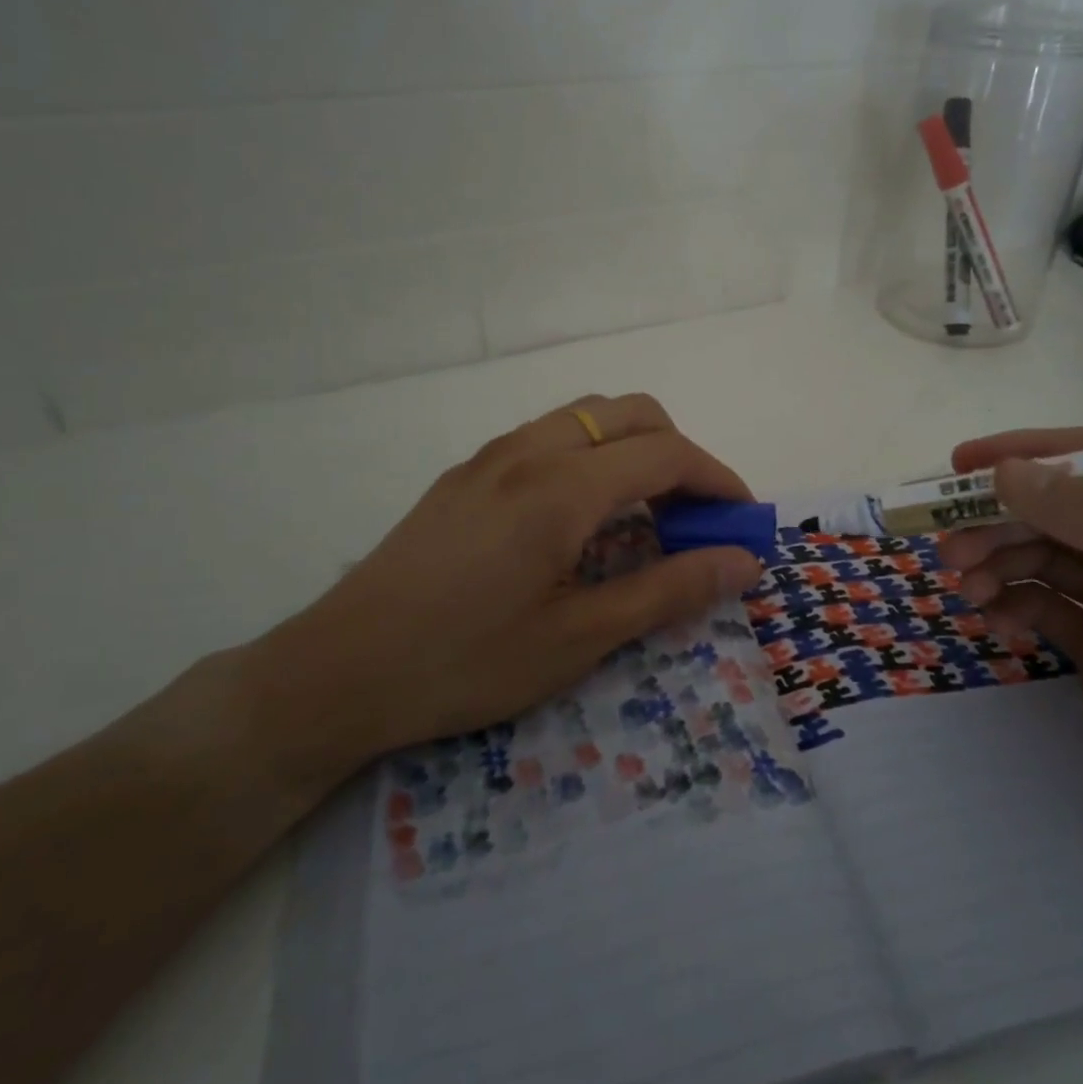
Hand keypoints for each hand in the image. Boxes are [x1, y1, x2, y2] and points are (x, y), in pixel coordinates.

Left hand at [241, 395, 763, 801]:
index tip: (743, 520)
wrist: (338, 671)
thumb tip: (742, 562)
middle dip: (679, 452)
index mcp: (561, 487)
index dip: (717, 479)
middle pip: (631, 413)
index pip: (665, 453)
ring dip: (632, 448)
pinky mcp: (466, 473)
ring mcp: (491, 456)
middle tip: (693, 516)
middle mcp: (529, 450)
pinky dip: (591, 455)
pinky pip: (549, 436)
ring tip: (642, 515)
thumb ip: (666, 591)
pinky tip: (580, 517)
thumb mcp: (578, 639)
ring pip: (587, 416)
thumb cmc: (465, 663)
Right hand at [941, 427, 1082, 915]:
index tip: (964, 465)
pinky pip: (1044, 612)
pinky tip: (992, 624)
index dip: (1033, 454)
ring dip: (998, 563)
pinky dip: (1011, 608)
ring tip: (963, 586)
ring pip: (1045, 560)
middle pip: (1062, 513)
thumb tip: (1007, 472)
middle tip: (947, 545)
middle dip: (1002, 521)